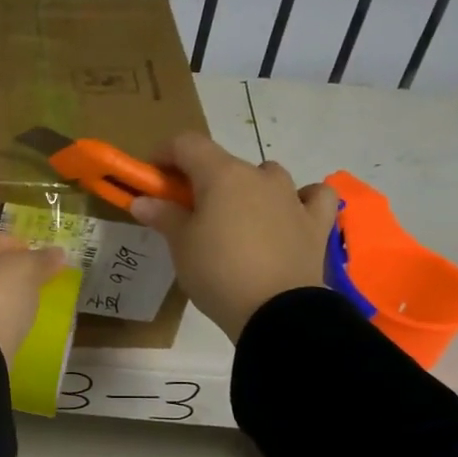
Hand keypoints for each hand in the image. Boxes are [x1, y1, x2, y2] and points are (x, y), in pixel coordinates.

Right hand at [129, 133, 337, 341]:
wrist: (276, 311)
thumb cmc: (218, 273)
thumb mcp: (181, 246)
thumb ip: (163, 217)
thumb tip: (141, 201)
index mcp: (222, 175)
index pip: (187, 144)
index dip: (165, 155)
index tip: (152, 177)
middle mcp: (260, 176)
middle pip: (224, 163)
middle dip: (202, 181)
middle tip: (187, 212)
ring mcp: (292, 197)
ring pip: (266, 176)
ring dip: (247, 189)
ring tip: (235, 221)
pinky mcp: (316, 222)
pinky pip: (312, 196)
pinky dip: (300, 199)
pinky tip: (289, 214)